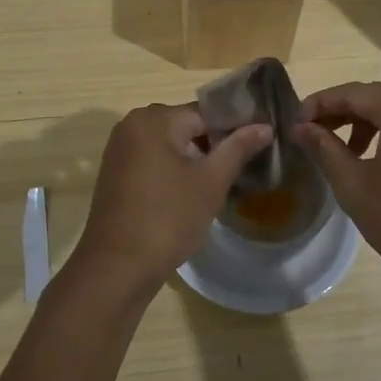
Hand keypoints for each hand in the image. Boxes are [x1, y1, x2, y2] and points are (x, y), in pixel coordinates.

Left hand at [70, 104, 271, 301]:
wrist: (117, 268)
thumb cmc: (168, 218)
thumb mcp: (210, 182)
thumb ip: (238, 148)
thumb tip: (265, 126)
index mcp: (153, 119)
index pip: (205, 112)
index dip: (234, 129)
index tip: (256, 148)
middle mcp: (131, 125)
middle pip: (186, 126)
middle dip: (213, 145)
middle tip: (239, 170)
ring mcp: (120, 150)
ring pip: (169, 145)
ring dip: (193, 160)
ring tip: (219, 184)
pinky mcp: (115, 173)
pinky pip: (152, 160)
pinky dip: (172, 171)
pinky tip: (190, 195)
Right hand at [294, 81, 380, 294]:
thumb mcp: (355, 186)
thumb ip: (325, 149)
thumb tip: (301, 127)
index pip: (353, 92)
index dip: (319, 104)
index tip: (296, 123)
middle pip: (380, 99)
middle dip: (344, 114)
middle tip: (317, 136)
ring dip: (372, 127)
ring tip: (351, 156)